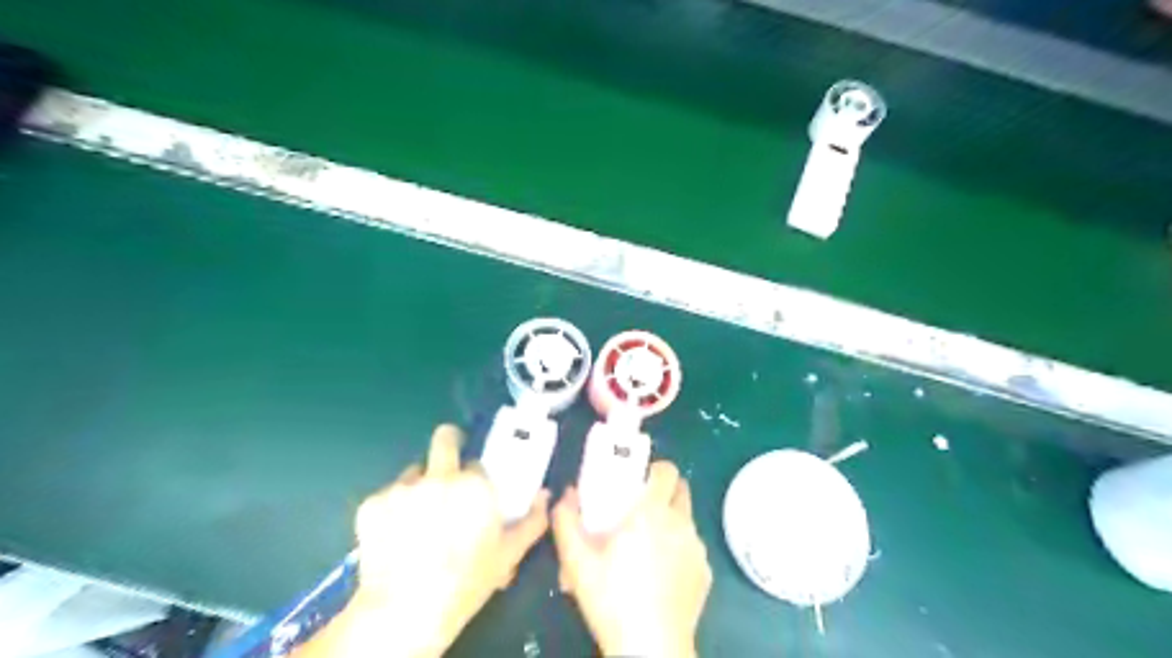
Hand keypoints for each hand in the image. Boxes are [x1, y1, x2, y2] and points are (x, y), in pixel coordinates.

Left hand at [297, 423, 547, 655]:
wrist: (404, 610)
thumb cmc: (465, 581)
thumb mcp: (508, 554)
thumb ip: (532, 521)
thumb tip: (545, 496)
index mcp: (475, 484)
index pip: (477, 463)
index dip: (476, 477)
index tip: (473, 493)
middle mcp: (439, 476)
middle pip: (445, 438)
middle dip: (449, 443)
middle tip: (448, 467)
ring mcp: (402, 487)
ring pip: (415, 471)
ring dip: (421, 484)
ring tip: (419, 515)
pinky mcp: (372, 503)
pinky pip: (388, 494)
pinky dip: (393, 507)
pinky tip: (396, 534)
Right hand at [551, 463, 709, 657]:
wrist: (650, 649)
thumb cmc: (612, 599)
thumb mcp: (577, 561)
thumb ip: (566, 521)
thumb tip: (567, 493)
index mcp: (653, 512)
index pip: (667, 470)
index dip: (655, 469)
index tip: (639, 479)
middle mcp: (681, 523)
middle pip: (682, 490)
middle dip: (664, 490)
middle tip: (641, 506)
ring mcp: (697, 549)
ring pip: (687, 520)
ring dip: (672, 520)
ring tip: (648, 543)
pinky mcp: (705, 573)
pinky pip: (693, 548)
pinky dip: (680, 549)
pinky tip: (661, 573)